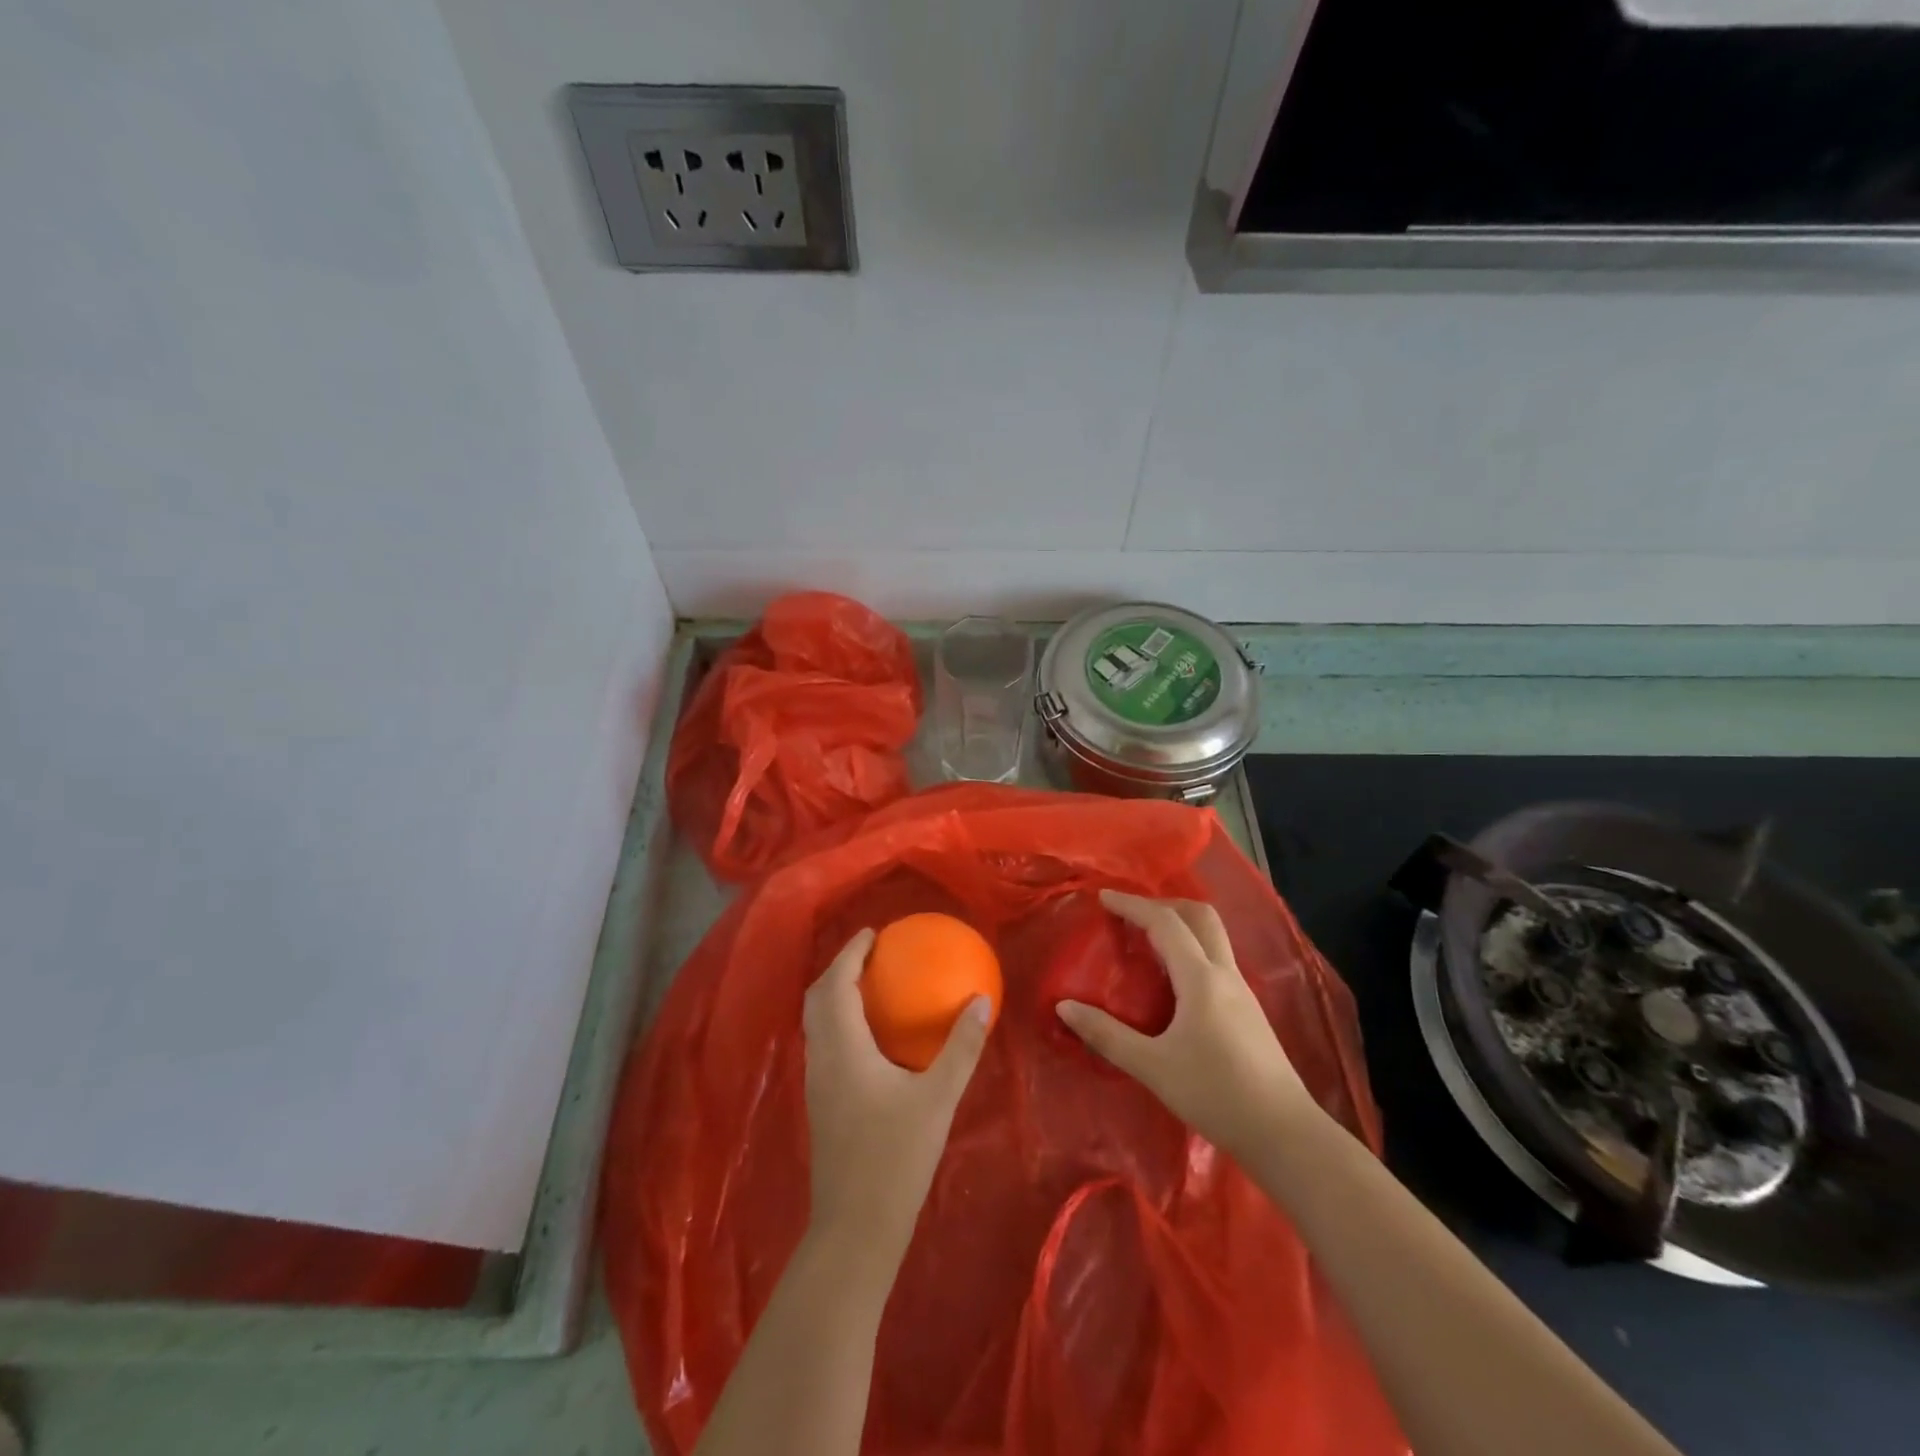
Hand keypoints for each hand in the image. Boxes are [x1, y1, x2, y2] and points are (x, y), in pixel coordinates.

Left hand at [802, 928, 992, 1271]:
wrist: (855, 1229)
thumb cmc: (896, 1158)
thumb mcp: (937, 1099)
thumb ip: (960, 1048)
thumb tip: (980, 1000)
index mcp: (842, 1048)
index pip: (836, 984)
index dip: (850, 953)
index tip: (873, 934)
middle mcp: (821, 1058)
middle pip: (816, 998)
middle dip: (839, 969)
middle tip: (872, 955)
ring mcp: (816, 1083)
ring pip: (816, 1022)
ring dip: (836, 995)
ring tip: (871, 985)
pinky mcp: (820, 1103)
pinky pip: (824, 1042)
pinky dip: (839, 1020)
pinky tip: (871, 1035)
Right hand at [1056, 890, 1315, 1159]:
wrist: (1285, 1134)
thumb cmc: (1216, 1094)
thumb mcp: (1153, 1067)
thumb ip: (1107, 1035)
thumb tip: (1064, 1007)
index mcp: (1201, 978)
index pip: (1164, 923)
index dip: (1132, 905)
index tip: (1103, 897)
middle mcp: (1225, 974)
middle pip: (1200, 916)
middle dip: (1164, 904)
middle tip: (1131, 913)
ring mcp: (1242, 991)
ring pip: (1212, 937)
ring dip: (1180, 925)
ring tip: (1146, 941)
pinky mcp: (1249, 1011)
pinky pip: (1217, 960)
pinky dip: (1191, 950)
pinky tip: (1174, 981)